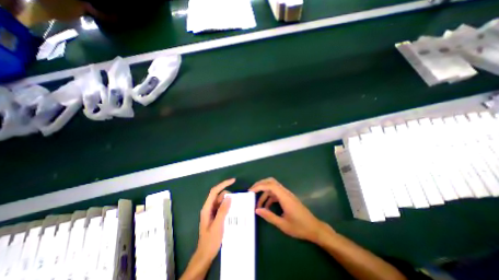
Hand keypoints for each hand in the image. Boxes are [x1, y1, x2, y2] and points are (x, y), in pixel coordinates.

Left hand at [197, 178, 233, 261]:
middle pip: (219, 196)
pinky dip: (228, 207)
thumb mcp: (218, 225)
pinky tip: (234, 211)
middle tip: (237, 201)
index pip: (214, 191)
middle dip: (228, 196)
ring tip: (238, 206)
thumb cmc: (210, 241)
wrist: (205, 254)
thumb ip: (223, 210)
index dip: (223, 184)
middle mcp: (209, 208)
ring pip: (221, 201)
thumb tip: (229, 197)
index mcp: (207, 208)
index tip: (233, 181)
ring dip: (229, 202)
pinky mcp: (215, 216)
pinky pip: (223, 207)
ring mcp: (212, 212)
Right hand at [249, 178, 331, 242]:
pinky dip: (269, 197)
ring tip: (257, 204)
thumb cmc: (300, 227)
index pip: (270, 185)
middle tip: (251, 191)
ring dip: (264, 193)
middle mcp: (285, 193)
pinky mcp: (287, 198)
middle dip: (260, 185)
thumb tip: (257, 210)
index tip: (250, 191)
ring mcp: (287, 194)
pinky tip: (266, 207)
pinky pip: (276, 194)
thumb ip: (269, 216)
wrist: (314, 228)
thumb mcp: (283, 225)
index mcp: (285, 197)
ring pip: (273, 187)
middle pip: (271, 182)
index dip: (259, 186)